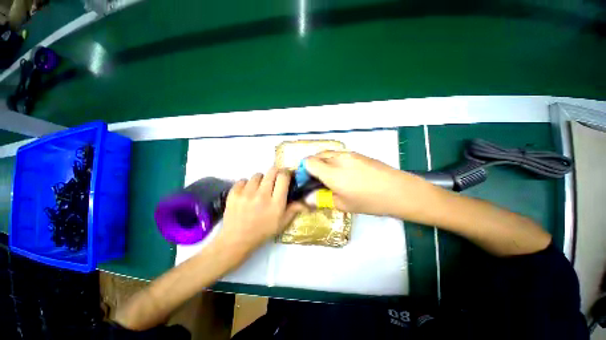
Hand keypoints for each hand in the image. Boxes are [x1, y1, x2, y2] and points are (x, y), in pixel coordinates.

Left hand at [215, 168, 305, 260]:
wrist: (236, 240)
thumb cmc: (262, 232)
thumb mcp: (282, 223)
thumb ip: (294, 209)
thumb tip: (308, 202)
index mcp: (276, 203)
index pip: (283, 177)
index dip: (286, 173)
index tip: (287, 175)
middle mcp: (262, 195)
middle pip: (272, 171)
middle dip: (276, 173)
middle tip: (275, 180)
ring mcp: (246, 193)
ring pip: (257, 175)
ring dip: (261, 179)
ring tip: (259, 189)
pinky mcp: (234, 193)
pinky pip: (243, 180)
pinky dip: (246, 184)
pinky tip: (247, 193)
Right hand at [305, 151, 430, 216]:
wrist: (399, 190)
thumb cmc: (369, 201)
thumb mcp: (343, 204)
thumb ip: (321, 199)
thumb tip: (307, 198)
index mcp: (331, 172)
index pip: (309, 162)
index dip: (304, 170)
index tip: (307, 181)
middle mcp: (338, 158)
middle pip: (317, 156)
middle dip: (313, 167)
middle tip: (319, 181)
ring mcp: (349, 154)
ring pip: (328, 154)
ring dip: (324, 163)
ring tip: (332, 177)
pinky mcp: (358, 154)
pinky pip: (339, 155)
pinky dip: (335, 162)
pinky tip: (344, 173)